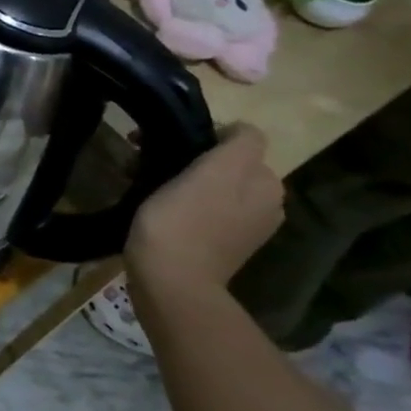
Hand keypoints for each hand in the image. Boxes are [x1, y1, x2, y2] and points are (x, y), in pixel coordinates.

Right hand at [124, 125, 283, 295]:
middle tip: (145, 156)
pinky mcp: (220, 242)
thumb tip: (239, 130)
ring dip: (180, 174)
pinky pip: (203, 206)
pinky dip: (181, 198)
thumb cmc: (185, 220)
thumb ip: (239, 143)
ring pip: (212, 182)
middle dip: (188, 153)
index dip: (202, 132)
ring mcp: (243, 225)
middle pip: (225, 160)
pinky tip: (157, 204)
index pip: (239, 138)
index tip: (166, 140)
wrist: (171, 280)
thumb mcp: (215, 170)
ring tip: (144, 179)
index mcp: (266, 182)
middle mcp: (265, 202)